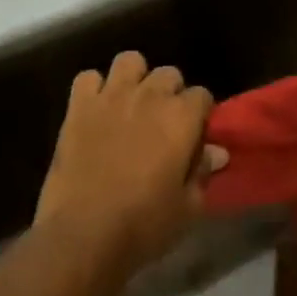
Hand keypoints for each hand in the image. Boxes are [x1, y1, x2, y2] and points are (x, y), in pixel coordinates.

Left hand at [35, 51, 227, 280]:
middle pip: (168, 74)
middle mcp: (149, 96)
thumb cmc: (144, 225)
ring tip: (130, 105)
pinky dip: (94, 89)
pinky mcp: (79, 106)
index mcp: (181, 117)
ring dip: (134, 78)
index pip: (202, 95)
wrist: (84, 233)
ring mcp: (111, 96)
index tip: (193, 137)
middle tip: (162, 124)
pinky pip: (88, 78)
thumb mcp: (187, 208)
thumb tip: (217, 152)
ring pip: (129, 61)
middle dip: (170, 93)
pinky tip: (96, 111)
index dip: (199, 115)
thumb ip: (202, 173)